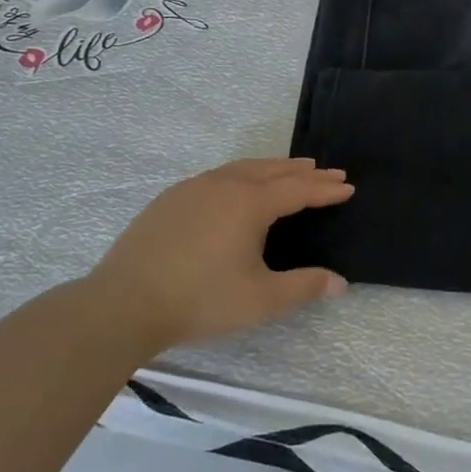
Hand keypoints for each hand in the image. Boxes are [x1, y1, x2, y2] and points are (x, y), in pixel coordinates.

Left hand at [84, 158, 352, 353]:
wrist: (123, 303)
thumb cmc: (200, 300)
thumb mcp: (260, 299)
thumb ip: (303, 287)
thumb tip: (340, 283)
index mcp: (250, 203)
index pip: (298, 189)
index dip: (325, 189)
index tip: (348, 186)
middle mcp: (225, 184)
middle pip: (273, 170)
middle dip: (304, 171)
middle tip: (328, 171)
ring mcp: (193, 188)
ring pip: (243, 168)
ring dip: (273, 168)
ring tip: (291, 169)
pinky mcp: (170, 199)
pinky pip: (218, 176)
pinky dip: (243, 175)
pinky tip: (239, 186)